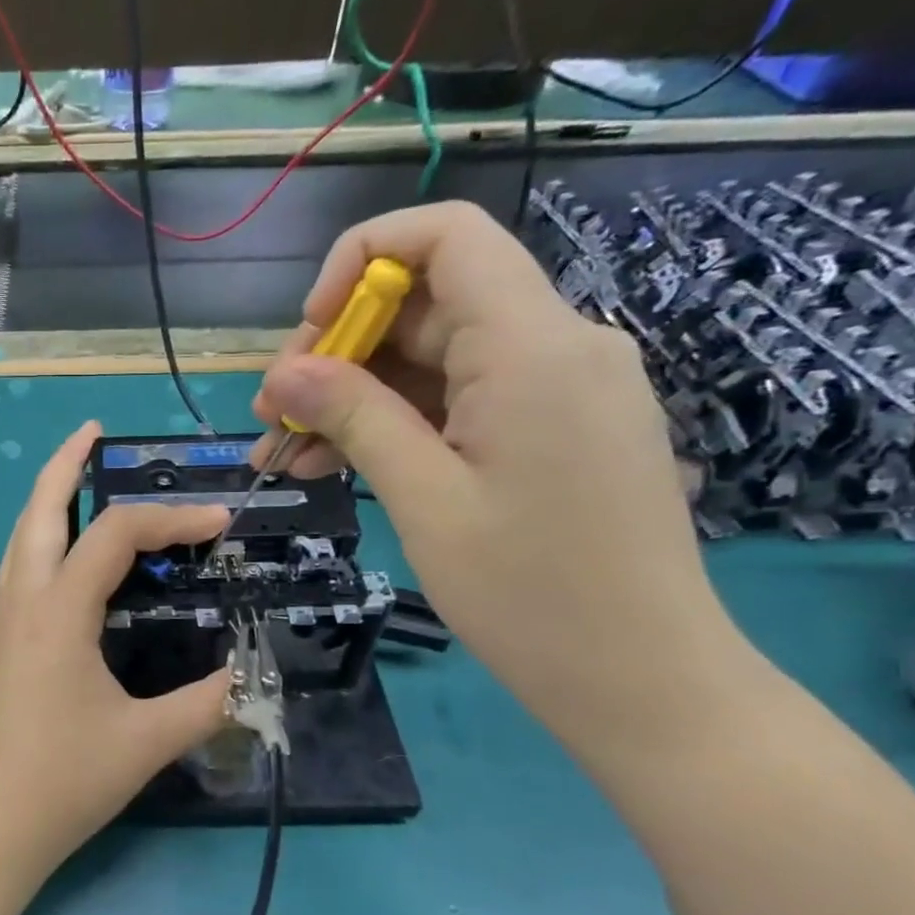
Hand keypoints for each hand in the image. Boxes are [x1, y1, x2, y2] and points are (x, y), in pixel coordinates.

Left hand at [0, 421, 231, 878]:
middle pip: (38, 512)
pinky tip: (65, 559)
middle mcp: (22, 604)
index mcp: (57, 614)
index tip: (219, 523)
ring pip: (20, 540)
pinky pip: (19, 572)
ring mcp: (1, 625)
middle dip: (64, 465)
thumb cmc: (65, 781)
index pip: (116, 537)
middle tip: (93, 431)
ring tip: (75, 476)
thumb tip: (250, 674)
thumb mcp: (147, 741)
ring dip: (47, 500)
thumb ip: (207, 702)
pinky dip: (42, 542)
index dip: (172, 519)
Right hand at [251, 201, 752, 747]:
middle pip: (429, 305)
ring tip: (289, 454)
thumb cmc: (529, 593)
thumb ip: (354, 417)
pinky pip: (463, 401)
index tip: (308, 331)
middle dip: (339, 351)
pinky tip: (340, 466)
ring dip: (357, 398)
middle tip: (273, 417)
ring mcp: (559, 389)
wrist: (641, 678)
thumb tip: (282, 373)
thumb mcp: (424, 499)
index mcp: (532, 346)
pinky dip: (398, 425)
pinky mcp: (555, 429)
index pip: (446, 236)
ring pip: (436, 361)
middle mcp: (557, 345)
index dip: (361, 260)